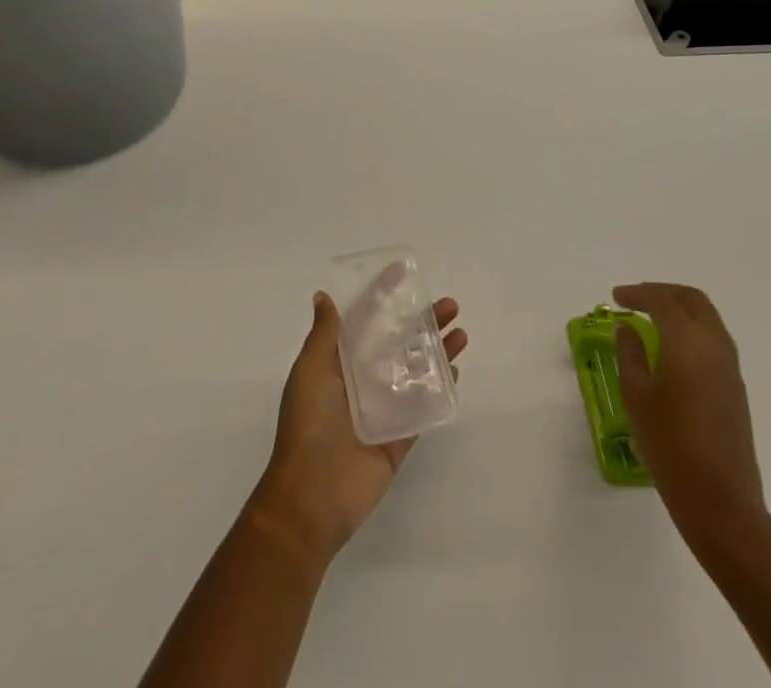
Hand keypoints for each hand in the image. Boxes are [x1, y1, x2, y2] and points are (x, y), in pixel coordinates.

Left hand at [247, 291, 466, 564]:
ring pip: (416, 372)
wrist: (312, 497)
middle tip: (450, 306)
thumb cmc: (309, 425)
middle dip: (423, 322)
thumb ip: (324, 335)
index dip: (383, 296)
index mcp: (338, 363)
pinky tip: (455, 372)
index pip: (364, 321)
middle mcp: (362, 381)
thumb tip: (323, 296)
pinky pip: (423, 409)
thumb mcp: (310, 371)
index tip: (405, 273)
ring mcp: (382, 409)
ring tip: (461, 335)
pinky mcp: (399, 438)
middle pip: (398, 342)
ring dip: (438, 352)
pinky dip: (439, 390)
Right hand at [612, 282, 766, 538]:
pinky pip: (714, 340)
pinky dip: (692, 330)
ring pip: (707, 318)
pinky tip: (672, 349)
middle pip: (691, 300)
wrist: (721, 501)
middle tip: (636, 300)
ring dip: (680, 309)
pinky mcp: (736, 388)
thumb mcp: (636, 396)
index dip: (637, 293)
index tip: (615, 297)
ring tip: (652, 320)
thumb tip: (627, 328)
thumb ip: (630, 354)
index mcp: (687, 340)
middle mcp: (713, 344)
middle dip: (663, 292)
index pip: (661, 300)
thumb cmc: (669, 444)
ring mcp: (730, 367)